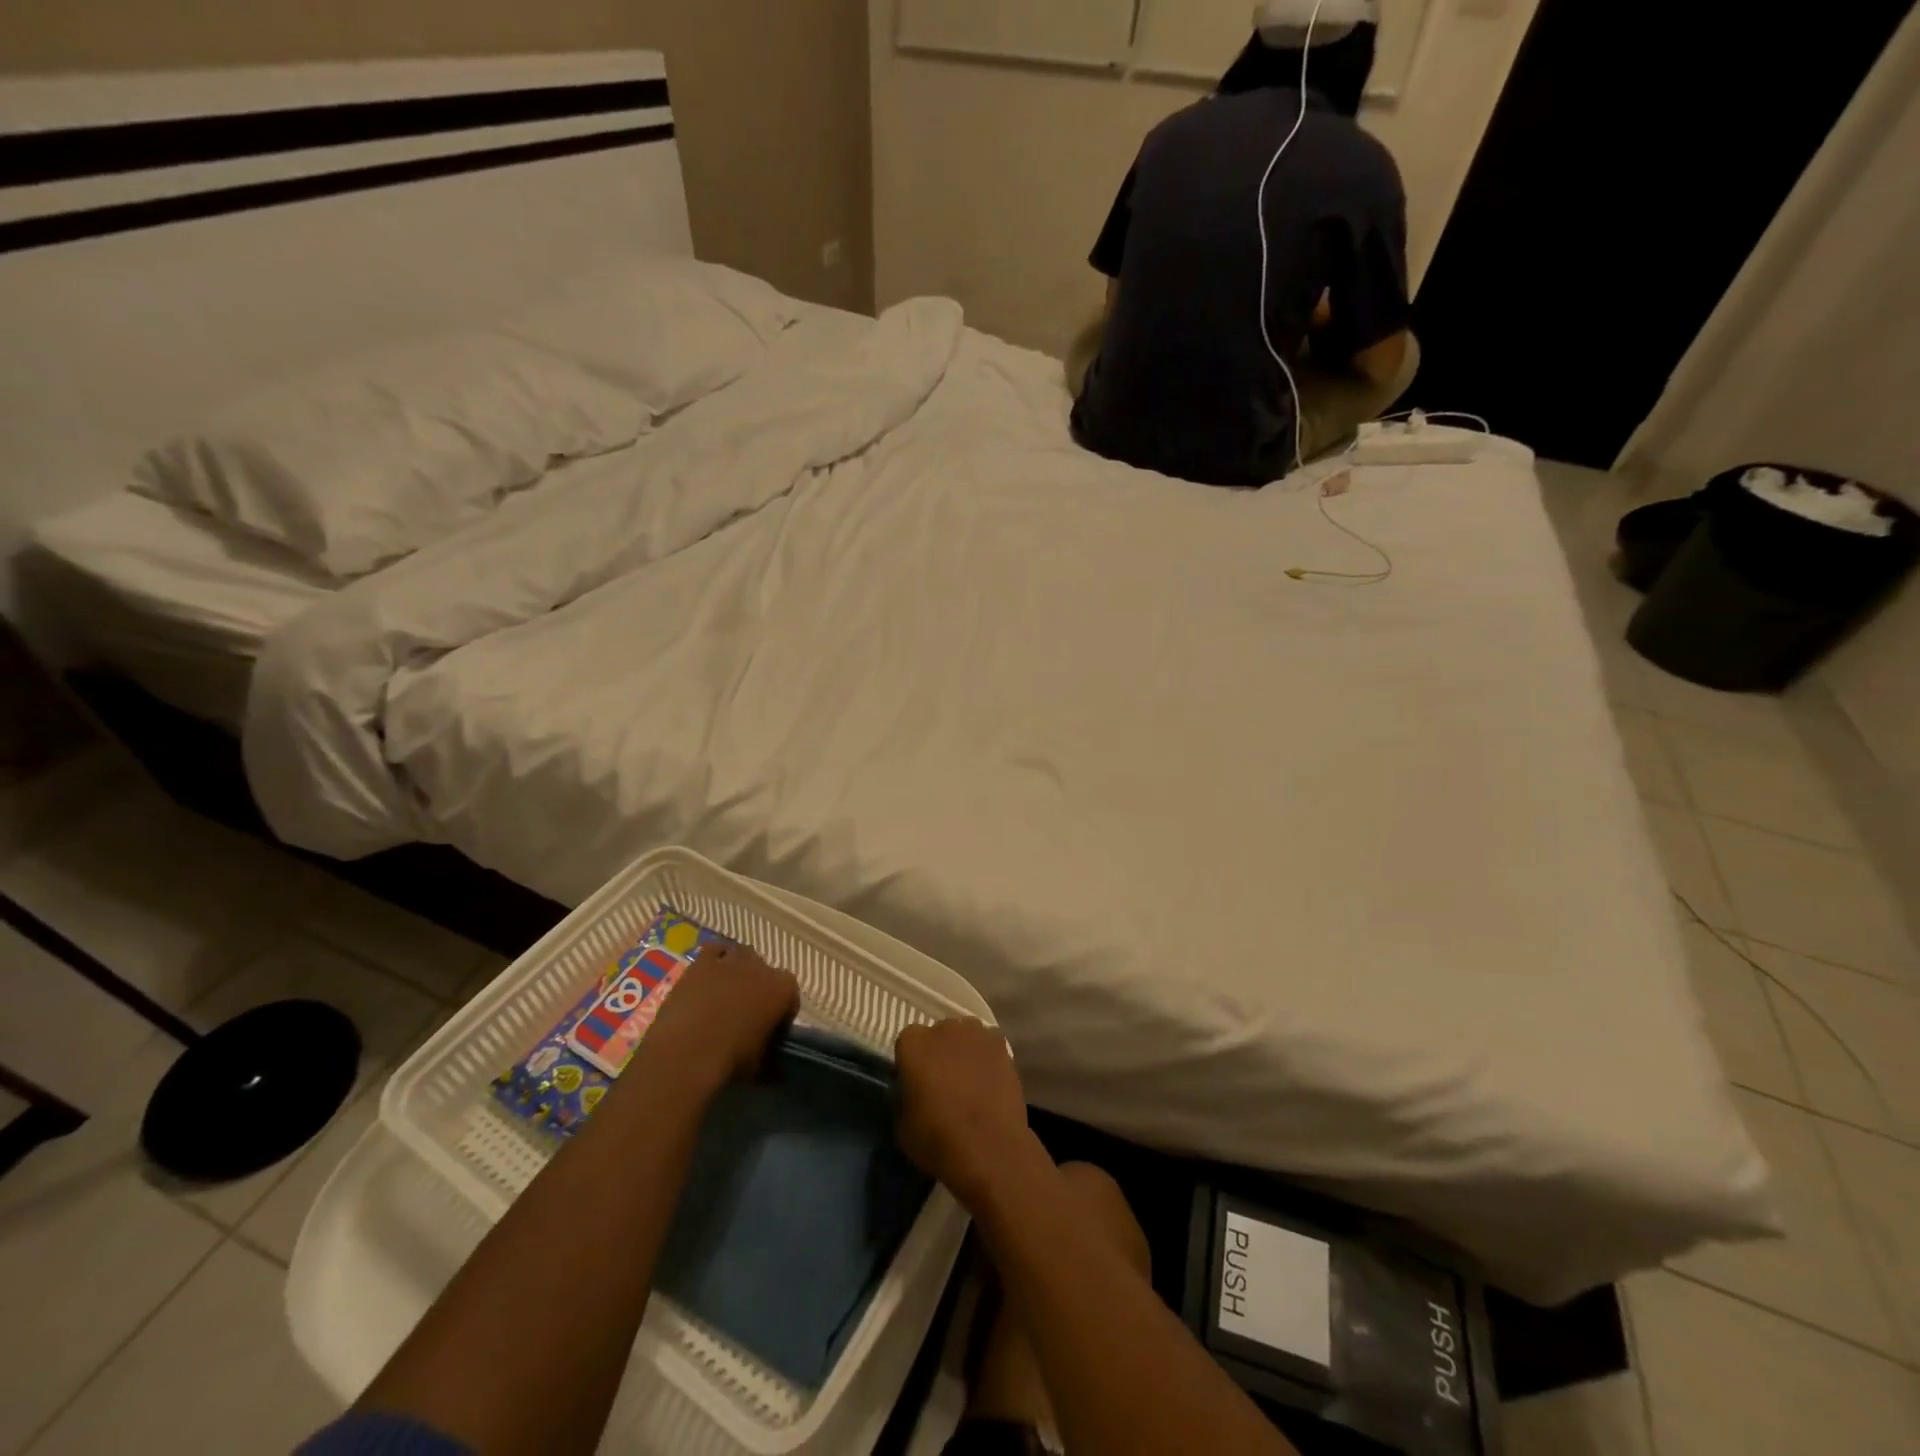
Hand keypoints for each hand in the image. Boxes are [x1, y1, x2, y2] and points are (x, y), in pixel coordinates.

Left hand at [641, 943, 798, 1094]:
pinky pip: (714, 951)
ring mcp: (731, 961)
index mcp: (783, 989)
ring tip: (727, 993)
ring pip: (742, 956)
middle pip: (766, 972)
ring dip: (739, 970)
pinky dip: (715, 960)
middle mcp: (762, 967)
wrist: (687, 1052)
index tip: (772, 1030)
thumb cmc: (731, 1059)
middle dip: (760, 987)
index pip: (791, 996)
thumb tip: (778, 1073)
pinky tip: (708, 978)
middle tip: (748, 1013)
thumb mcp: (760, 1067)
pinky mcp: (702, 963)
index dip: (782, 1013)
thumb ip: (772, 1063)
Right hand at [894, 1019, 1038, 1210]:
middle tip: (942, 1083)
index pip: (906, 1043)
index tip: (915, 1084)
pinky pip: (989, 1046)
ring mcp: (976, 1034)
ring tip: (969, 1081)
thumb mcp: (902, 1126)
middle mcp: (943, 1029)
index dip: (911, 1064)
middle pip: (938, 1034)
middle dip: (938, 1053)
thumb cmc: (937, 1139)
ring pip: (965, 1036)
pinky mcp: (1002, 1046)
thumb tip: (911, 1093)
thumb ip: (904, 1098)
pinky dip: (988, 1059)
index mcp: (912, 1043)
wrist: (989, 1149)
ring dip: (964, 1051)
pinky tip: (989, 1082)